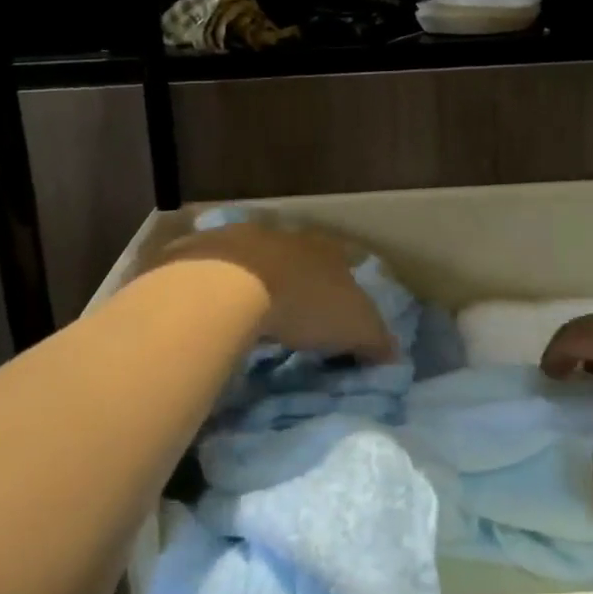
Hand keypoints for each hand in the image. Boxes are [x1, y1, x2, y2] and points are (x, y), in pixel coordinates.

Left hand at [158, 219, 397, 362]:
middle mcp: (284, 236)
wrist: (230, 287)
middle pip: (296, 257)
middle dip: (296, 280)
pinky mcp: (200, 252)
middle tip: (294, 313)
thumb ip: (377, 341)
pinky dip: (215, 288)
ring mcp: (239, 239)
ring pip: (252, 260)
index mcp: (324, 249)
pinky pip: (212, 272)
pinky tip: (213, 311)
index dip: (344, 284)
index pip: (343, 260)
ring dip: (254, 281)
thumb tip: (392, 356)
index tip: (339, 310)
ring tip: (251, 314)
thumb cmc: (304, 304)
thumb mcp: (356, 328)